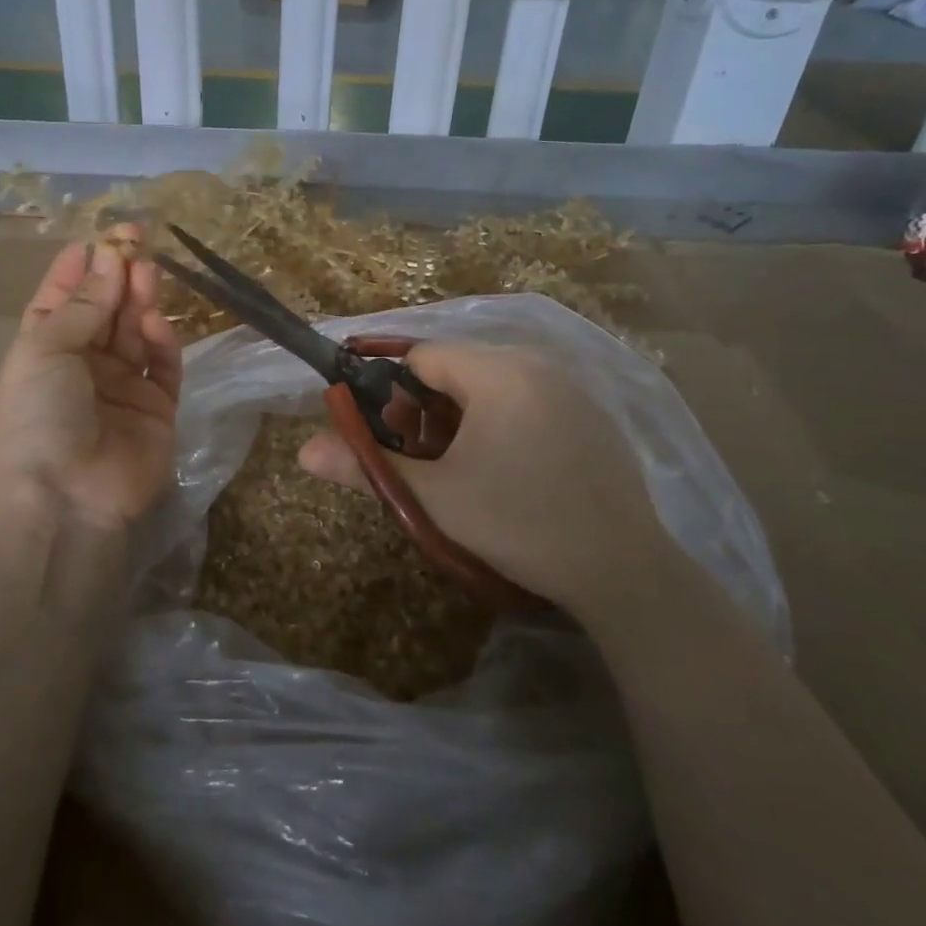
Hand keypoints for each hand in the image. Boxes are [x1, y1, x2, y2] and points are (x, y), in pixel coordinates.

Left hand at [0, 233, 181, 537]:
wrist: (64, 501)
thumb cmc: (37, 418)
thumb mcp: (45, 351)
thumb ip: (85, 305)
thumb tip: (110, 258)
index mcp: (43, 352)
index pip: (62, 300)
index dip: (80, 268)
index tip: (101, 236)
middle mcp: (83, 367)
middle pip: (104, 312)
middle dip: (117, 277)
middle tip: (136, 241)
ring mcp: (122, 388)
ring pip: (136, 333)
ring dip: (140, 301)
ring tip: (148, 270)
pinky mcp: (157, 408)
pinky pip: (162, 366)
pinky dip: (162, 342)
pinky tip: (156, 323)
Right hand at [297, 342, 661, 608]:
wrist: (622, 569)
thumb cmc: (519, 524)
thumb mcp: (435, 497)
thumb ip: (367, 466)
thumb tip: (303, 451)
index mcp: (497, 371)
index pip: (421, 356)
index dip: (395, 395)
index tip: (396, 442)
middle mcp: (536, 361)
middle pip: (457, 367)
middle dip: (429, 409)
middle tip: (432, 463)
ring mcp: (571, 384)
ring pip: (492, 383)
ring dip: (466, 417)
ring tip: (469, 470)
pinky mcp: (592, 410)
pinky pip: (529, 397)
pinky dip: (505, 421)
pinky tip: (515, 471)